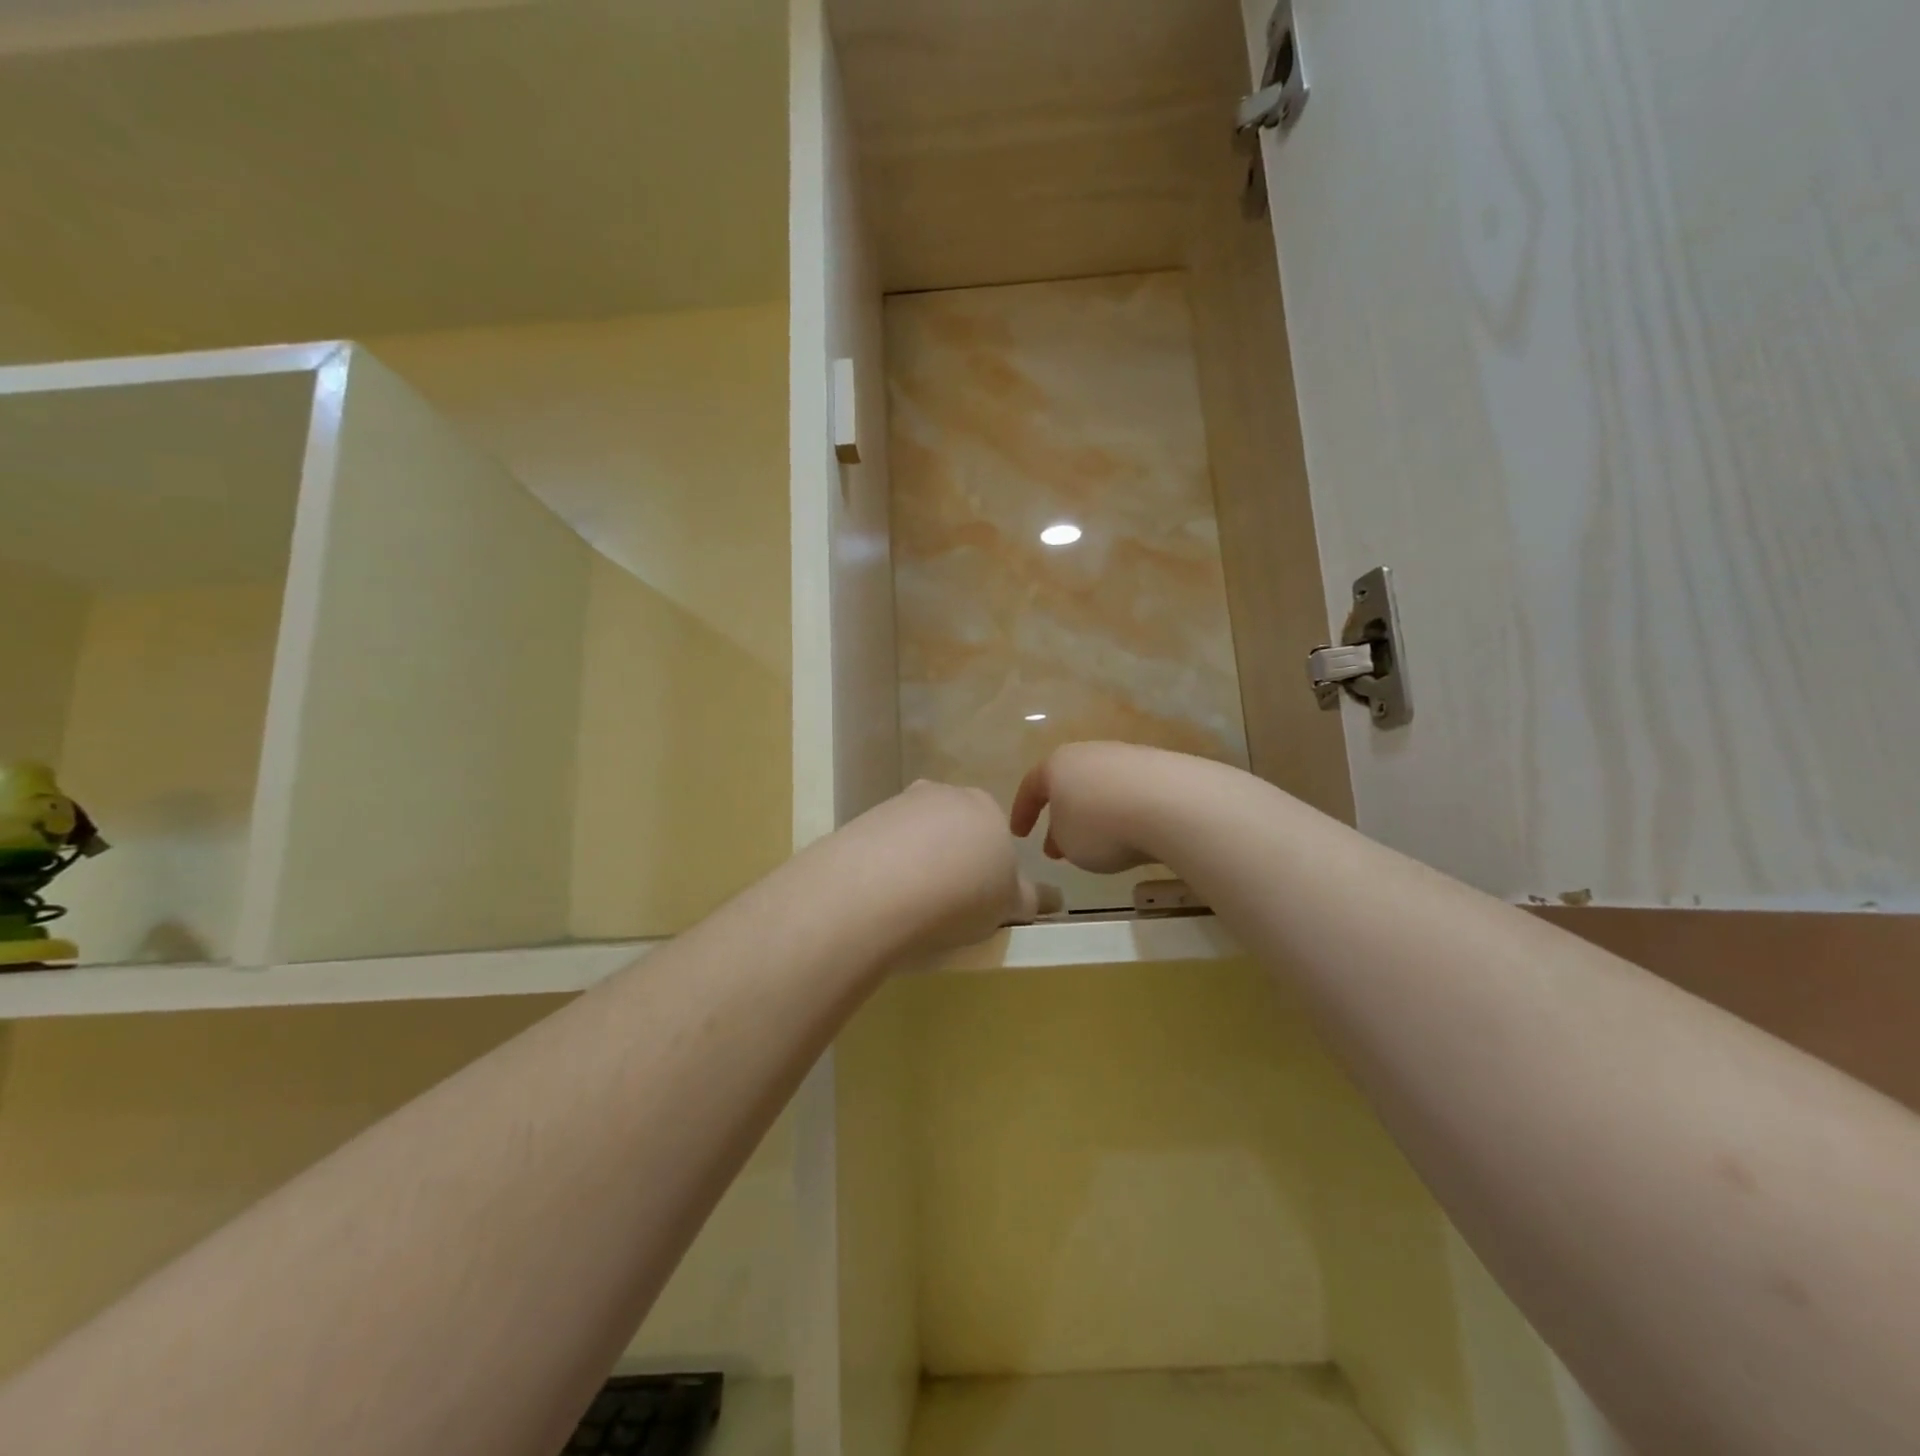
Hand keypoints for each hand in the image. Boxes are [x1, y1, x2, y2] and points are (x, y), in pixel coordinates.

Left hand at [849, 780, 1060, 955]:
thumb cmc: (963, 893)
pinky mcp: (865, 819)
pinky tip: (883, 895)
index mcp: (987, 807)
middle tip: (948, 903)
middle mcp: (945, 794)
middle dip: (954, 858)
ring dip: (918, 861)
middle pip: (955, 828)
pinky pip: (883, 845)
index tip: (980, 901)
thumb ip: (1032, 898)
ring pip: (917, 834)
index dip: (991, 870)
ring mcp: (901, 803)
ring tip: (912, 904)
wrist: (883, 886)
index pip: (996, 835)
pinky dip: (886, 866)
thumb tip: (1055, 899)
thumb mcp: (1010, 904)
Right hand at [1010, 742, 1173, 874]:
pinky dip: (1125, 812)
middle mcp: (1089, 753)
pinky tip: (1133, 832)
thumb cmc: (1102, 826)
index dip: (1022, 812)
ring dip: (1094, 815)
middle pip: (1069, 784)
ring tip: (1099, 844)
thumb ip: (1059, 838)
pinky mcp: (1160, 767)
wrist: (1172, 804)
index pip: (1031, 787)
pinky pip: (1132, 792)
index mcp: (1057, 765)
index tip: (1019, 834)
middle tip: (1059, 847)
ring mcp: (1127, 756)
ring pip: (1101, 787)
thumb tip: (1066, 834)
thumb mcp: (1068, 844)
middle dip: (1061, 816)